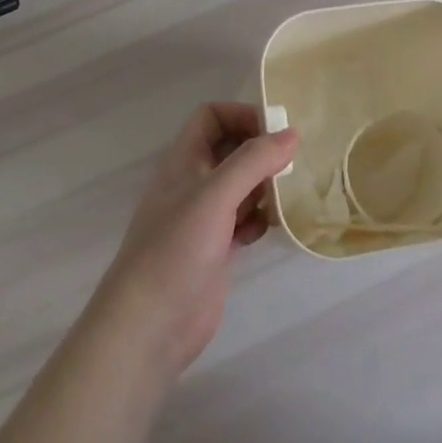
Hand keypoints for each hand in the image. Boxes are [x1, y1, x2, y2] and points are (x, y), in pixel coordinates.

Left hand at [89, 102, 299, 378]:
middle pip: (231, 149)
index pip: (211, 117)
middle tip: (291, 163)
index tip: (275, 132)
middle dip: (260, 151)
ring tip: (286, 195)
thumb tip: (292, 134)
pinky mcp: (216, 249)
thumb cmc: (176, 250)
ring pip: (241, 185)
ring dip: (265, 185)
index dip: (241, 115)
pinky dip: (260, 218)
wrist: (149, 327)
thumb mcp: (215, 196)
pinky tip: (271, 228)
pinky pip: (245, 219)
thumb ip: (253, 161)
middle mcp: (193, 184)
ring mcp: (204, 218)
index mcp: (184, 161)